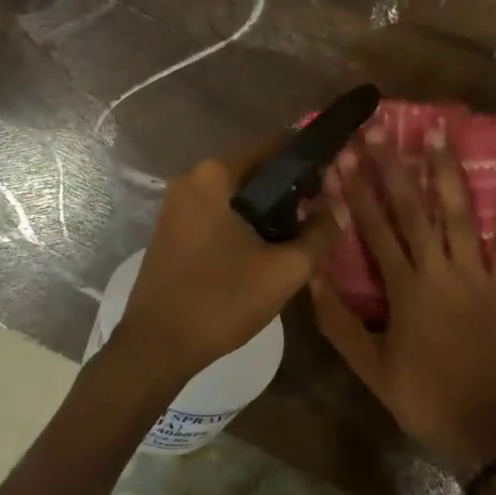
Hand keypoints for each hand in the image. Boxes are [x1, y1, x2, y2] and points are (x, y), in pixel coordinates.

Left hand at [112, 135, 340, 381]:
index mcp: (215, 174)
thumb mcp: (284, 270)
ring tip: (301, 235)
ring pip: (239, 195)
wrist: (156, 346)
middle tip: (322, 215)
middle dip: (291, 190)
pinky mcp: (174, 229)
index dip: (310, 160)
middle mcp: (192, 179)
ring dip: (269, 210)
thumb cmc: (221, 300)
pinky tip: (266, 249)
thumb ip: (319, 233)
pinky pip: (220, 213)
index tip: (336, 177)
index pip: (276, 147)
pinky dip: (245, 223)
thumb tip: (339, 207)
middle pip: (257, 171)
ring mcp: (178, 204)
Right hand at [310, 125, 495, 476]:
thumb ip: (337, 320)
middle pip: (412, 210)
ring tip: (437, 134)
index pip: (374, 229)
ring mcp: (477, 275)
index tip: (344, 156)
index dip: (357, 190)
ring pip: (458, 214)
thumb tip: (312, 273)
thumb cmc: (420, 396)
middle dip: (393, 167)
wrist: (483, 427)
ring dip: (446, 173)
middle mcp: (439, 271)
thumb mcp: (368, 366)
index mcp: (404, 289)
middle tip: (381, 130)